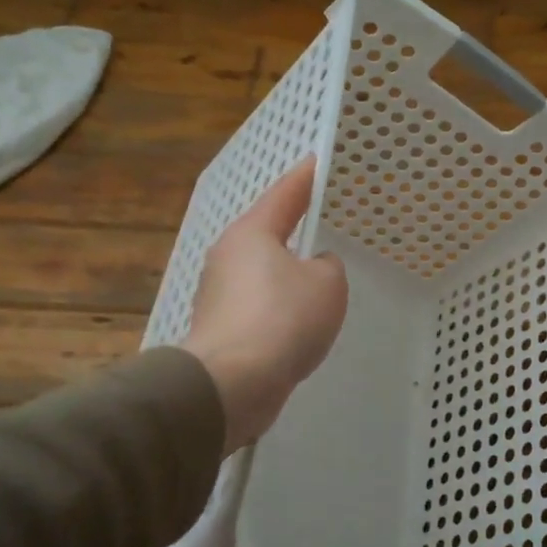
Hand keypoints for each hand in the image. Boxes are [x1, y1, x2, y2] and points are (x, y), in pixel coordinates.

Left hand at [181, 159, 348, 455]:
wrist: (231, 385)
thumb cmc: (283, 319)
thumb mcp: (327, 285)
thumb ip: (328, 266)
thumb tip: (313, 268)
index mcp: (253, 233)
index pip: (285, 193)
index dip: (307, 177)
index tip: (319, 161)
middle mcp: (228, 256)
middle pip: (269, 232)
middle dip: (296, 227)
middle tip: (325, 220)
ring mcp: (218, 294)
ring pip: (263, 272)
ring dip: (288, 273)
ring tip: (319, 278)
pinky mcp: (220, 328)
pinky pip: (259, 306)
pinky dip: (279, 308)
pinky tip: (299, 323)